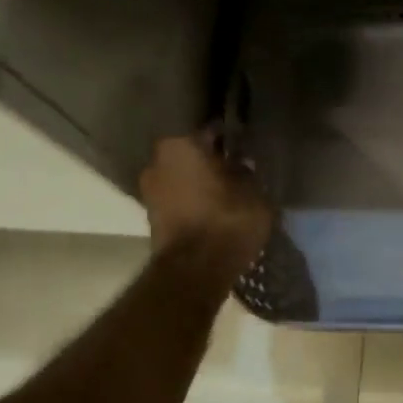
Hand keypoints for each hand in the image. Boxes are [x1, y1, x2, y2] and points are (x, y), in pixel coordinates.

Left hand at [139, 131, 272, 279]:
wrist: (195, 271)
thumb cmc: (227, 220)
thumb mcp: (253, 192)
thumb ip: (247, 173)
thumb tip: (241, 164)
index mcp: (180, 144)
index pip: (210, 132)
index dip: (230, 140)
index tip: (245, 147)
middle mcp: (156, 161)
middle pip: (191, 156)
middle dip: (211, 162)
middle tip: (237, 171)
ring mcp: (149, 192)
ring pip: (183, 179)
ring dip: (201, 184)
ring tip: (228, 194)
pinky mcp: (151, 219)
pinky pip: (179, 201)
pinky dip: (194, 203)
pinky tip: (215, 211)